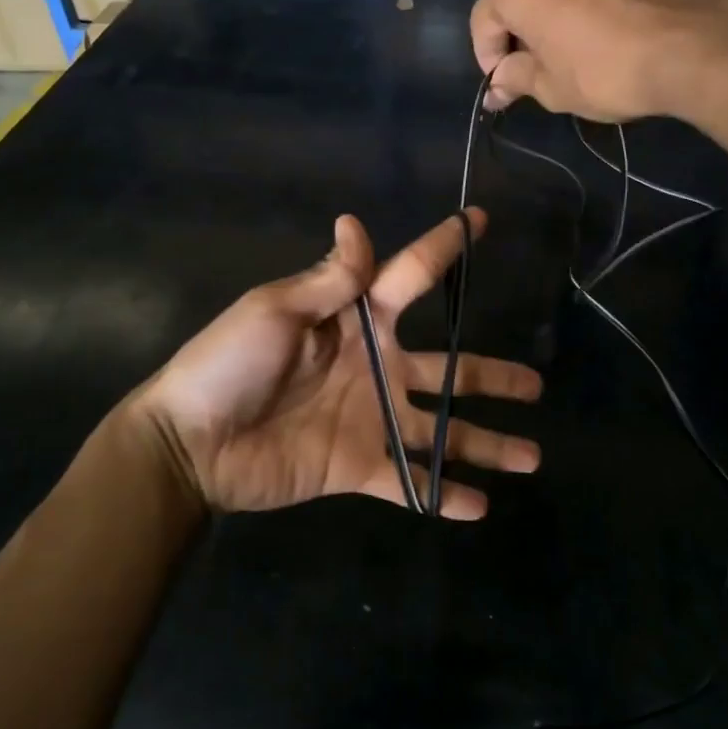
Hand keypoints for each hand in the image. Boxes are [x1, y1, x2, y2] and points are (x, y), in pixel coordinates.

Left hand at [134, 211, 542, 520]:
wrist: (191, 443)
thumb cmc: (229, 364)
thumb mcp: (275, 310)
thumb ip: (328, 279)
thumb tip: (354, 222)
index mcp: (357, 320)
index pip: (411, 275)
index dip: (445, 247)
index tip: (480, 220)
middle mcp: (375, 368)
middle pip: (448, 369)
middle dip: (493, 376)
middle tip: (536, 384)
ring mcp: (371, 420)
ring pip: (443, 430)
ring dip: (486, 444)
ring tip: (533, 457)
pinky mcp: (359, 466)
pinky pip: (410, 483)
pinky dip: (443, 496)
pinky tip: (481, 507)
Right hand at [471, 0, 727, 120]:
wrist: (700, 45)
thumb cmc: (610, 73)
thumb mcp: (554, 90)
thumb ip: (516, 79)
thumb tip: (497, 86)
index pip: (484, 19)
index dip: (488, 56)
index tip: (507, 84)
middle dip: (528, 27)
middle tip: (549, 64)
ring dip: (568, 3)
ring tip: (593, 38)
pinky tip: (628, 16)